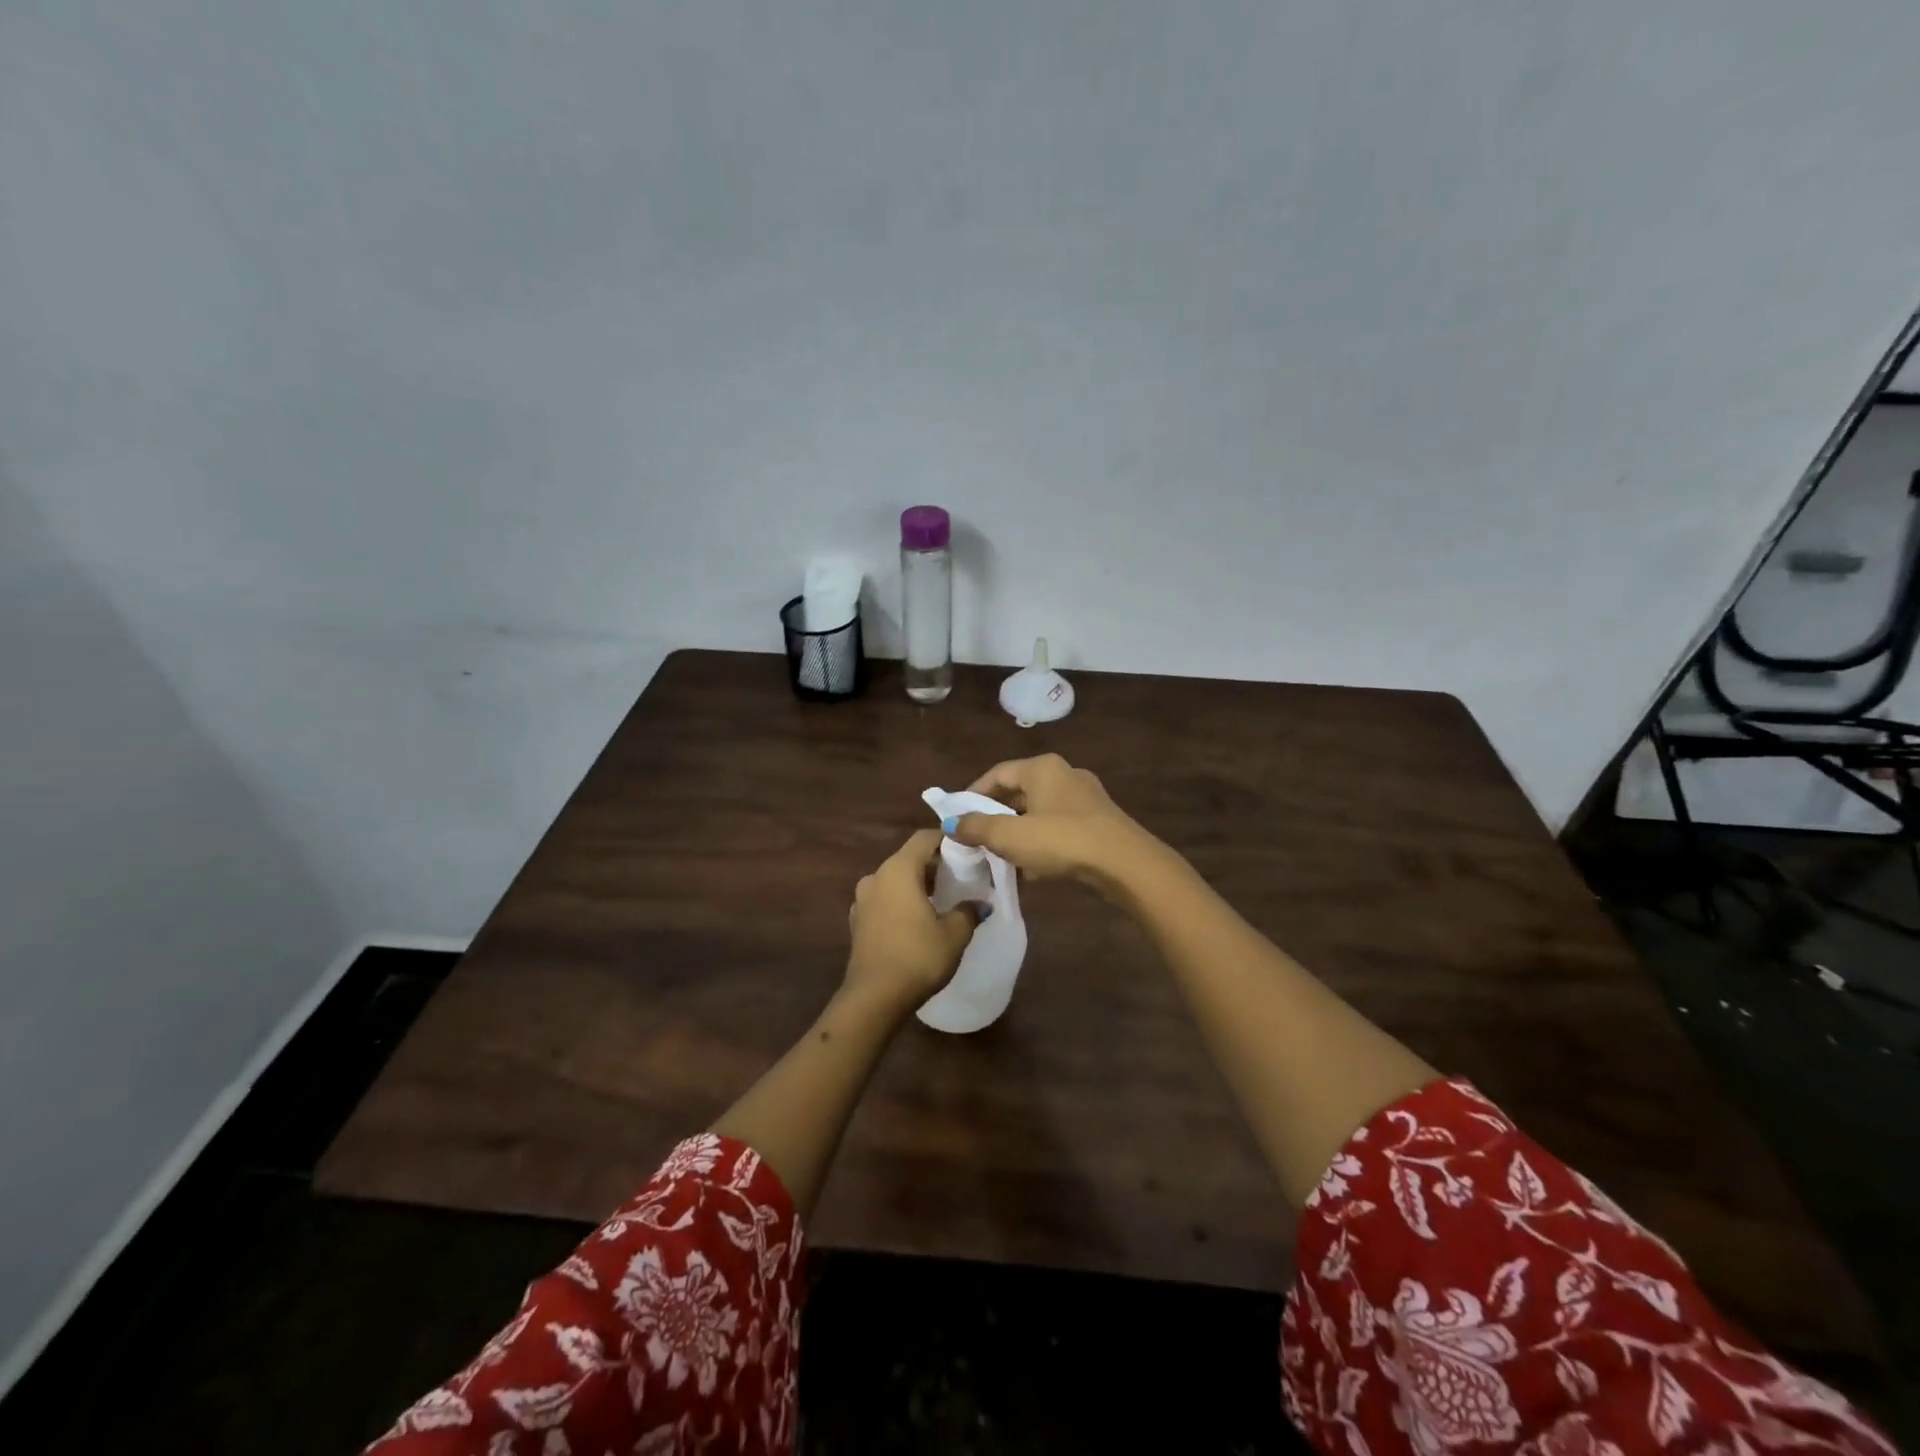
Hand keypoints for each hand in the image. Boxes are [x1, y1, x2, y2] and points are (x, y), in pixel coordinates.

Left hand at [844, 829, 981, 1011]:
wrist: (874, 998)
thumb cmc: (918, 957)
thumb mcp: (954, 934)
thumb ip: (968, 911)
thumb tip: (979, 903)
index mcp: (898, 869)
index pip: (924, 838)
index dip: (947, 840)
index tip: (968, 851)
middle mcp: (876, 876)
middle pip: (908, 858)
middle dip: (934, 865)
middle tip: (960, 878)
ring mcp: (862, 899)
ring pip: (894, 880)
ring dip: (916, 884)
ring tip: (940, 901)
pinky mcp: (857, 921)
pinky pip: (884, 900)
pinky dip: (901, 902)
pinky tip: (917, 922)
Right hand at [946, 753, 1169, 898]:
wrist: (1125, 864)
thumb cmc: (1061, 841)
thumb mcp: (1010, 836)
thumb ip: (977, 828)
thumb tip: (951, 824)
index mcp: (1042, 768)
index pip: (997, 774)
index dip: (973, 794)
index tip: (957, 817)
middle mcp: (1065, 774)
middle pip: (1019, 791)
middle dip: (996, 816)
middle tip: (977, 838)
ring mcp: (1086, 798)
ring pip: (1040, 811)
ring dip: (1019, 831)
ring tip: (1002, 856)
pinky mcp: (1099, 821)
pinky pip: (1060, 826)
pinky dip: (1042, 841)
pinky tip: (1034, 867)